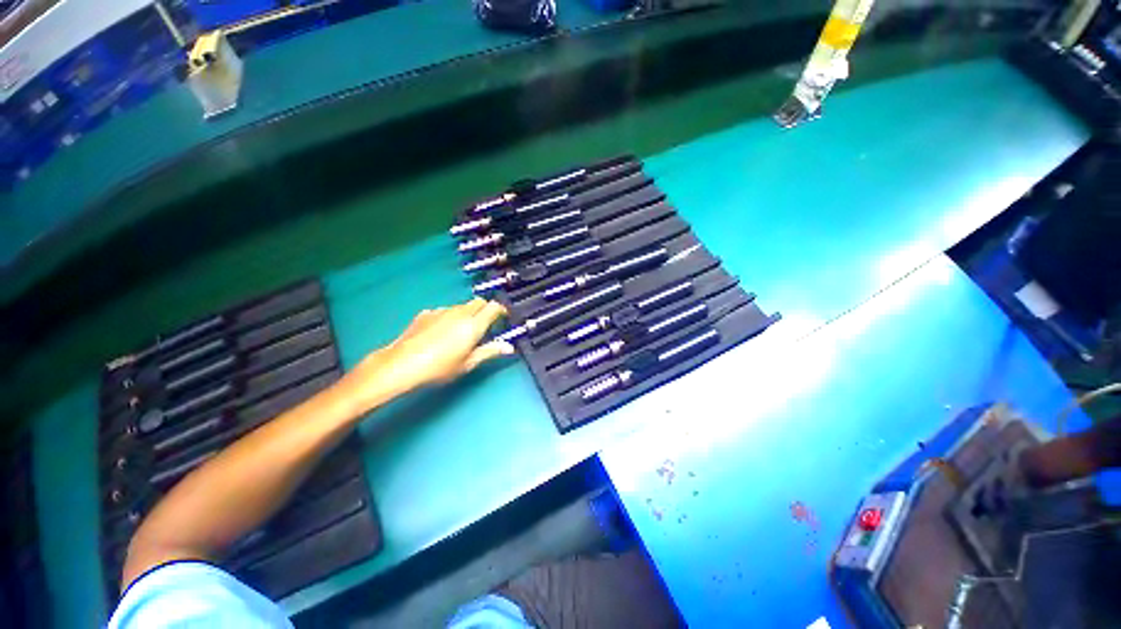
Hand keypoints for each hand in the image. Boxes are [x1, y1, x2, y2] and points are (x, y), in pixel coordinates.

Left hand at [349, 299, 513, 404]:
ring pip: (462, 306)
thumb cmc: (439, 367)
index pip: (494, 307)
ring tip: (462, 331)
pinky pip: (445, 310)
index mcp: (473, 324)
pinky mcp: (427, 313)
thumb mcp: (468, 363)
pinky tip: (442, 332)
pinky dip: (450, 317)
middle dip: (485, 310)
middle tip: (485, 325)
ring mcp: (441, 311)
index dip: (501, 310)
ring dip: (468, 313)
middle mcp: (460, 312)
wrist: (401, 364)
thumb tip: (508, 347)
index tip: (503, 318)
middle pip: (479, 302)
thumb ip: (489, 351)